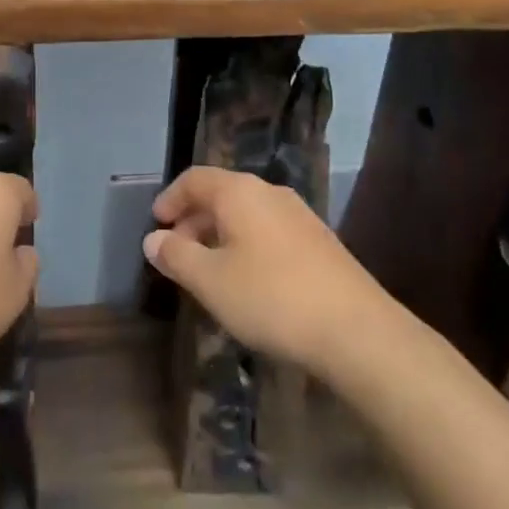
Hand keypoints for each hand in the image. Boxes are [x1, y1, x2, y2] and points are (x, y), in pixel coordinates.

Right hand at [144, 166, 394, 378]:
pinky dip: (247, 245)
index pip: (195, 179)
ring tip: (209, 270)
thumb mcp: (210, 281)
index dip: (171, 199)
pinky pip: (269, 230)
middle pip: (222, 194)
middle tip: (178, 252)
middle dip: (194, 220)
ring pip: (247, 213)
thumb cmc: (271, 298)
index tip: (156, 225)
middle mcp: (270, 192)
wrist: (356, 330)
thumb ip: (176, 255)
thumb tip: (153, 239)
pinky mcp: (320, 241)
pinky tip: (248, 281)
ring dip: (221, 234)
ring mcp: (300, 215)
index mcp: (240, 192)